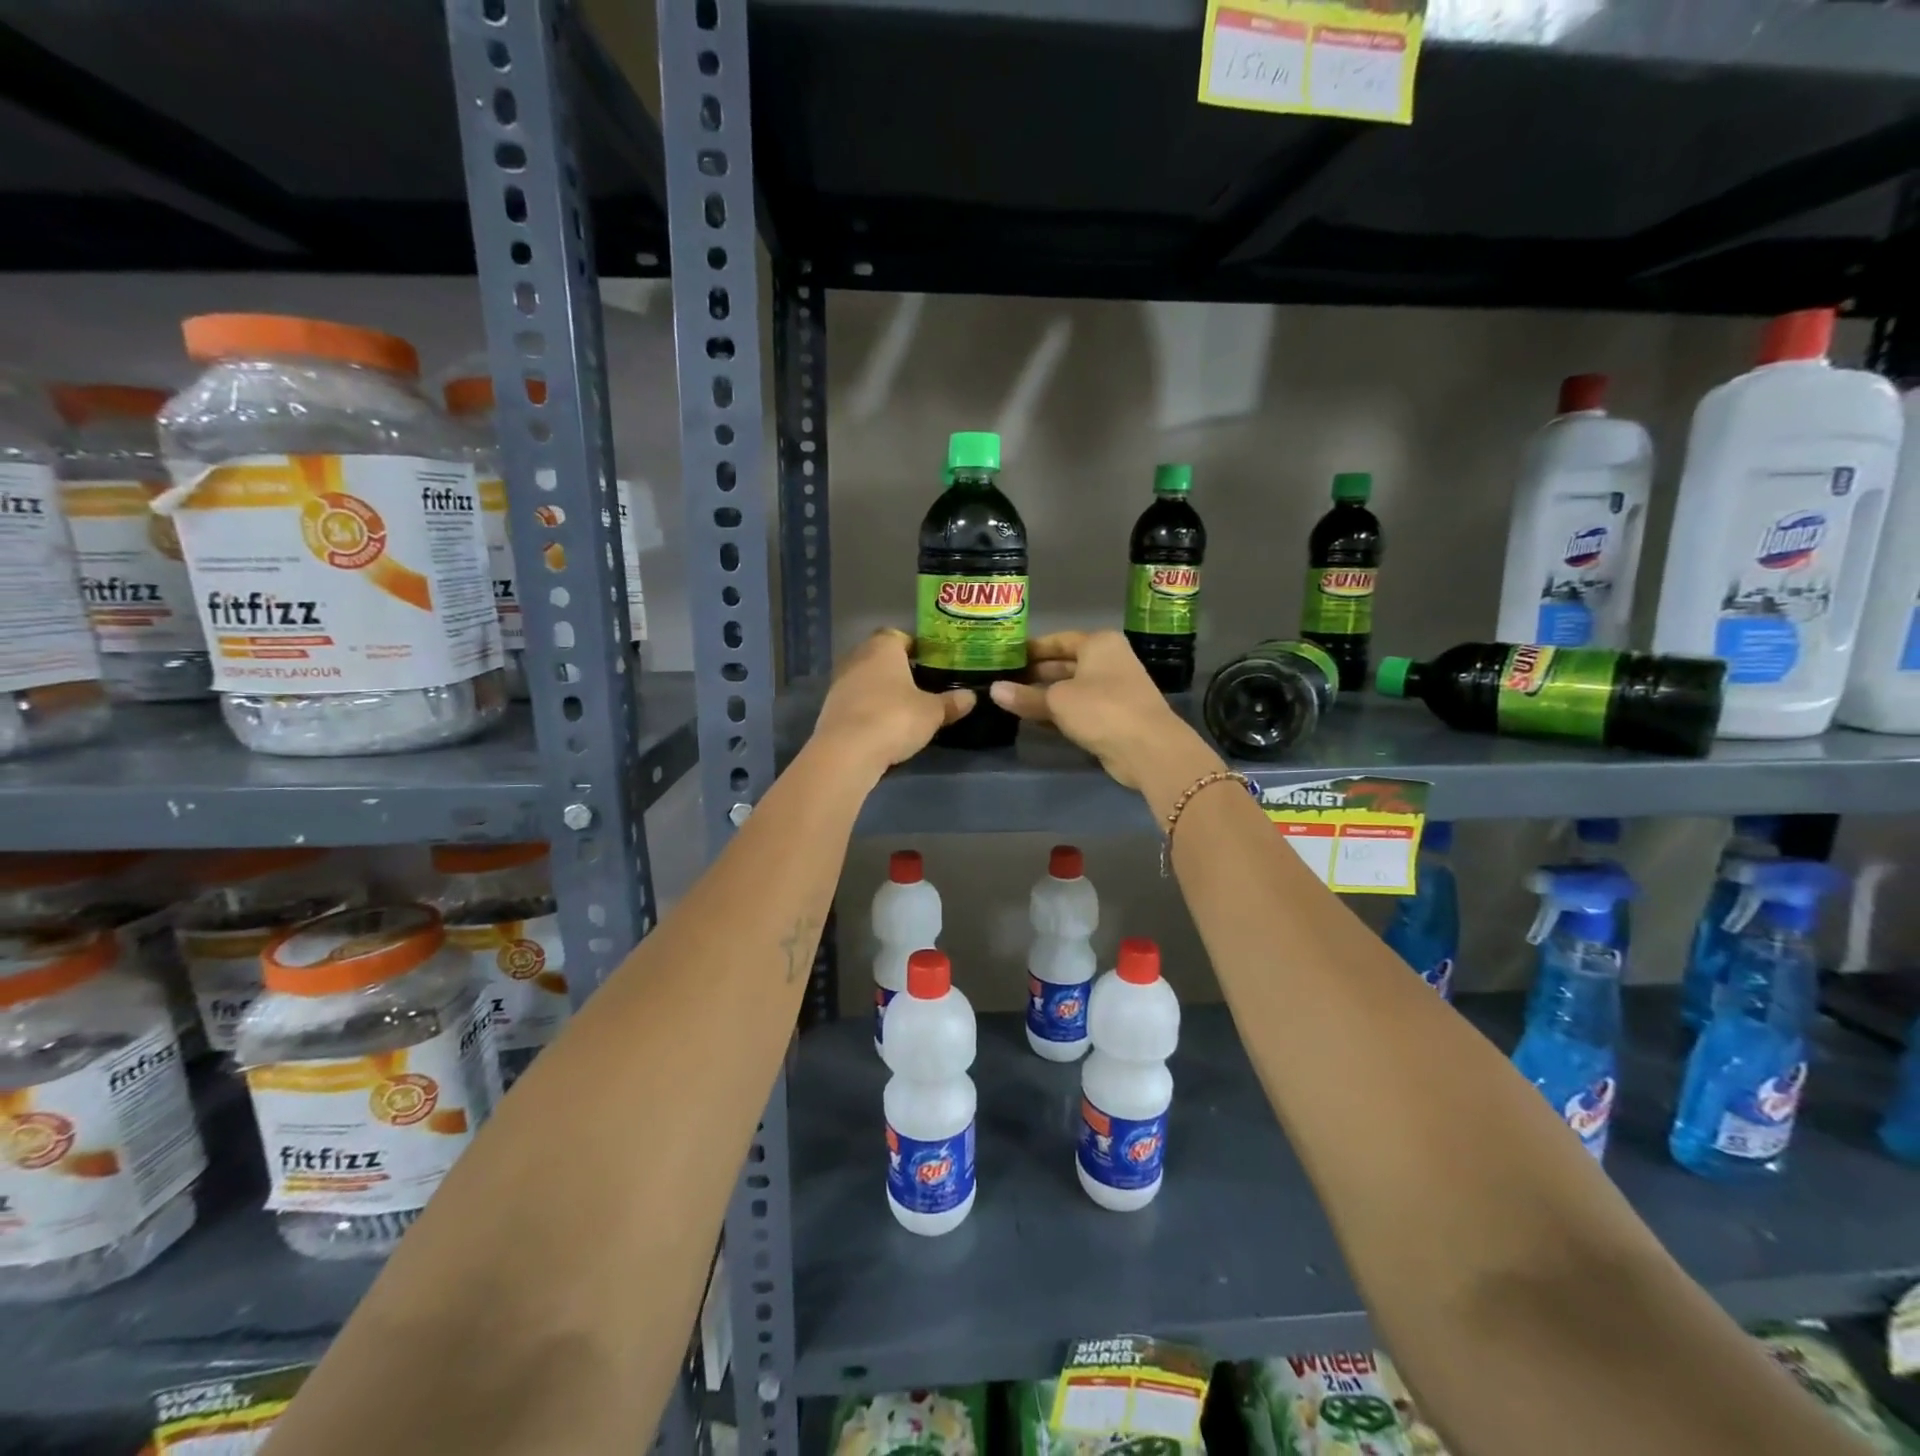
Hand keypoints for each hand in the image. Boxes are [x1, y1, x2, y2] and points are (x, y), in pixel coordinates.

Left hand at [811, 629, 973, 774]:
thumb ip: (951, 702)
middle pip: (881, 657)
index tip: (931, 664)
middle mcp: (857, 657)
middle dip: (899, 669)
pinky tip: (883, 725)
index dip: (916, 648)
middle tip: (921, 686)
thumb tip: (971, 697)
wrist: (847, 752)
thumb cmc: (895, 718)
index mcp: (883, 647)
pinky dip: (868, 708)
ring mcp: (840, 682)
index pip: (899, 636)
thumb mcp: (932, 712)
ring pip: (866, 679)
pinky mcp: (830, 707)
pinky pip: (856, 700)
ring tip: (904, 708)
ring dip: (882, 690)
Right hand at [989, 630, 1215, 789]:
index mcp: (1099, 644)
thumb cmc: (1101, 709)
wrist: (1148, 748)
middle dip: (1035, 674)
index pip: (1058, 640)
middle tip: (1003, 680)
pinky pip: (1078, 709)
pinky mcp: (1113, 717)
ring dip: (1044, 696)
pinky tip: (1033, 721)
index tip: (1005, 657)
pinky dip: (1058, 713)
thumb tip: (994, 690)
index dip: (1031, 649)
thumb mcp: (1057, 701)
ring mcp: (1113, 690)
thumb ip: (1024, 696)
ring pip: (1070, 688)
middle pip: (1064, 664)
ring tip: (1011, 701)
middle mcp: (1108, 661)